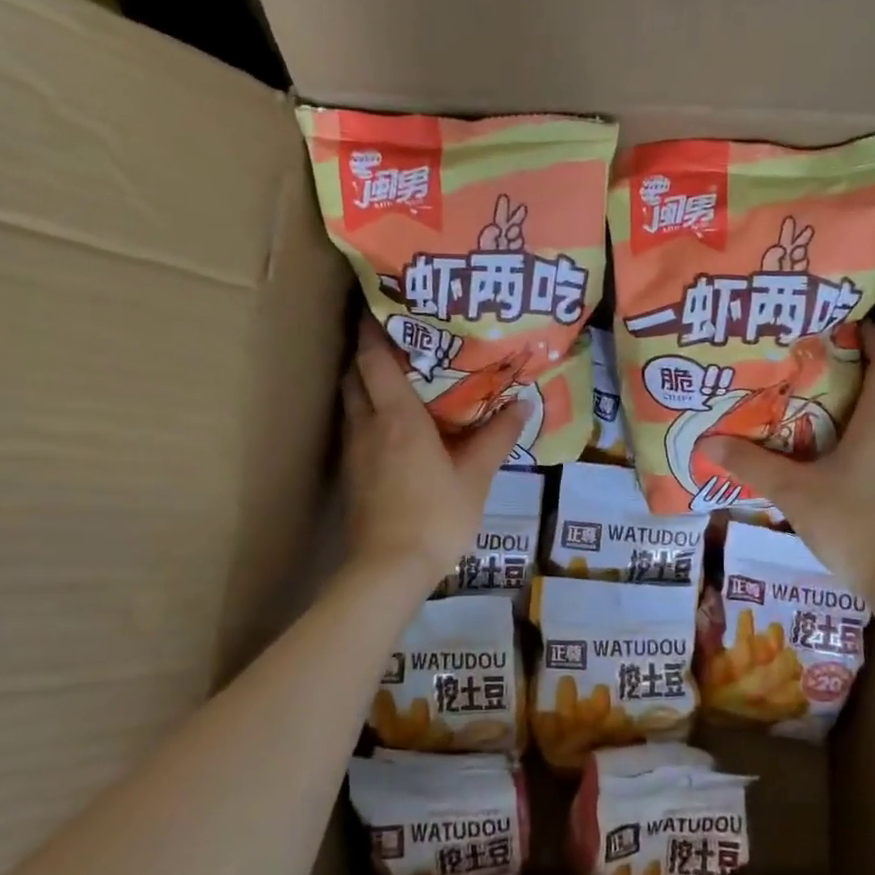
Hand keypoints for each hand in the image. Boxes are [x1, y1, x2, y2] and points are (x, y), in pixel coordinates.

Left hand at [340, 318, 527, 590]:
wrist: (388, 570)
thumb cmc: (436, 517)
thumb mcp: (476, 477)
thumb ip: (497, 437)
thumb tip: (524, 404)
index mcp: (397, 417)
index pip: (374, 359)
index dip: (373, 328)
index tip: (380, 304)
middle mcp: (367, 425)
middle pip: (354, 375)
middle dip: (367, 352)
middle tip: (396, 338)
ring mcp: (354, 451)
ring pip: (350, 402)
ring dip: (364, 382)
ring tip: (395, 375)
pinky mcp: (351, 475)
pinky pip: (354, 428)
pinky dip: (367, 413)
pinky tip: (390, 424)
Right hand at [711, 323, 874, 594]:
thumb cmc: (854, 524)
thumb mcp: (794, 492)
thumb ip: (752, 466)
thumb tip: (708, 443)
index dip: (872, 336)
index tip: (844, 324)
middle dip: (851, 372)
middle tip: (808, 367)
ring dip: (855, 409)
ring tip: (811, 410)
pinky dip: (861, 440)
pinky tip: (829, 459)